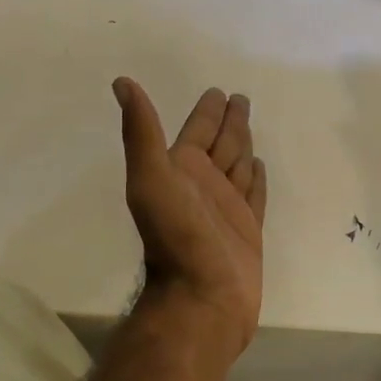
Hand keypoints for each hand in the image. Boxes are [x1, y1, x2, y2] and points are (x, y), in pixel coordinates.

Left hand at [113, 79, 266, 356]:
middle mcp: (203, 185)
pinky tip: (259, 166)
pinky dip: (256, 178)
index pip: (197, 130)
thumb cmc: (177, 237)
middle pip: (221, 144)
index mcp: (181, 170)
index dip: (207, 111)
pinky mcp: (248, 229)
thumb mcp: (151, 178)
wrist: (202, 298)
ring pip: (238, 165)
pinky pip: (255, 194)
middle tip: (240, 98)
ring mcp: (226, 208)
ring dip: (243, 144)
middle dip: (229, 121)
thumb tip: (121, 82)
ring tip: (250, 125)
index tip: (217, 91)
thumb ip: (141, 131)